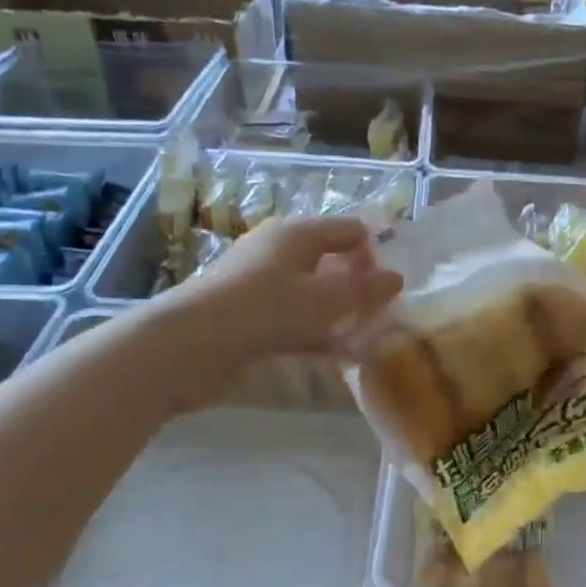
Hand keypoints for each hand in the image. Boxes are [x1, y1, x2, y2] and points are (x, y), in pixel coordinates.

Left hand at [174, 215, 402, 358]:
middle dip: (357, 287)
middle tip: (379, 317)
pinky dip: (315, 332)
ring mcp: (260, 283)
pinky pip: (293, 318)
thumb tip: (397, 277)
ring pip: (312, 293)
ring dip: (338, 314)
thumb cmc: (263, 311)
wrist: (188, 346)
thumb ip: (364, 290)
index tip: (388, 291)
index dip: (374, 255)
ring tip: (362, 340)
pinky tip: (333, 356)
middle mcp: (278, 250)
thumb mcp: (324, 301)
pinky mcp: (248, 315)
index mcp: (297, 234)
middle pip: (331, 261)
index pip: (349, 230)